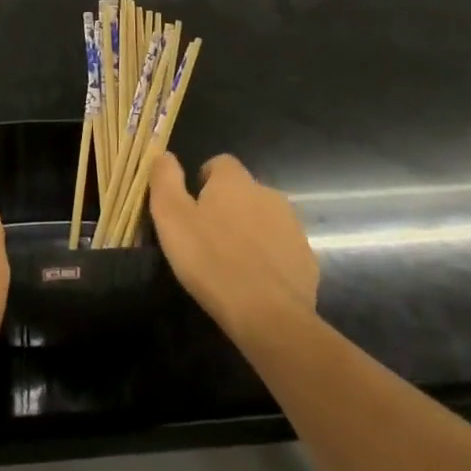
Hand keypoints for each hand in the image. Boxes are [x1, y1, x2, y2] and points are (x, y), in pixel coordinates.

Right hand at [148, 153, 318, 343]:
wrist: (269, 315)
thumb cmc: (211, 260)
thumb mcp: (171, 217)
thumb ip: (165, 179)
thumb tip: (164, 155)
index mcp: (235, 181)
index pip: (221, 163)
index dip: (205, 180)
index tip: (192, 206)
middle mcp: (268, 194)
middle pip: (243, 191)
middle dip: (227, 207)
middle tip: (207, 237)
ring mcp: (292, 226)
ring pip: (264, 219)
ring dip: (249, 231)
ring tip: (230, 262)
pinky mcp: (306, 258)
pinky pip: (281, 248)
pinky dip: (268, 257)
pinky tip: (254, 282)